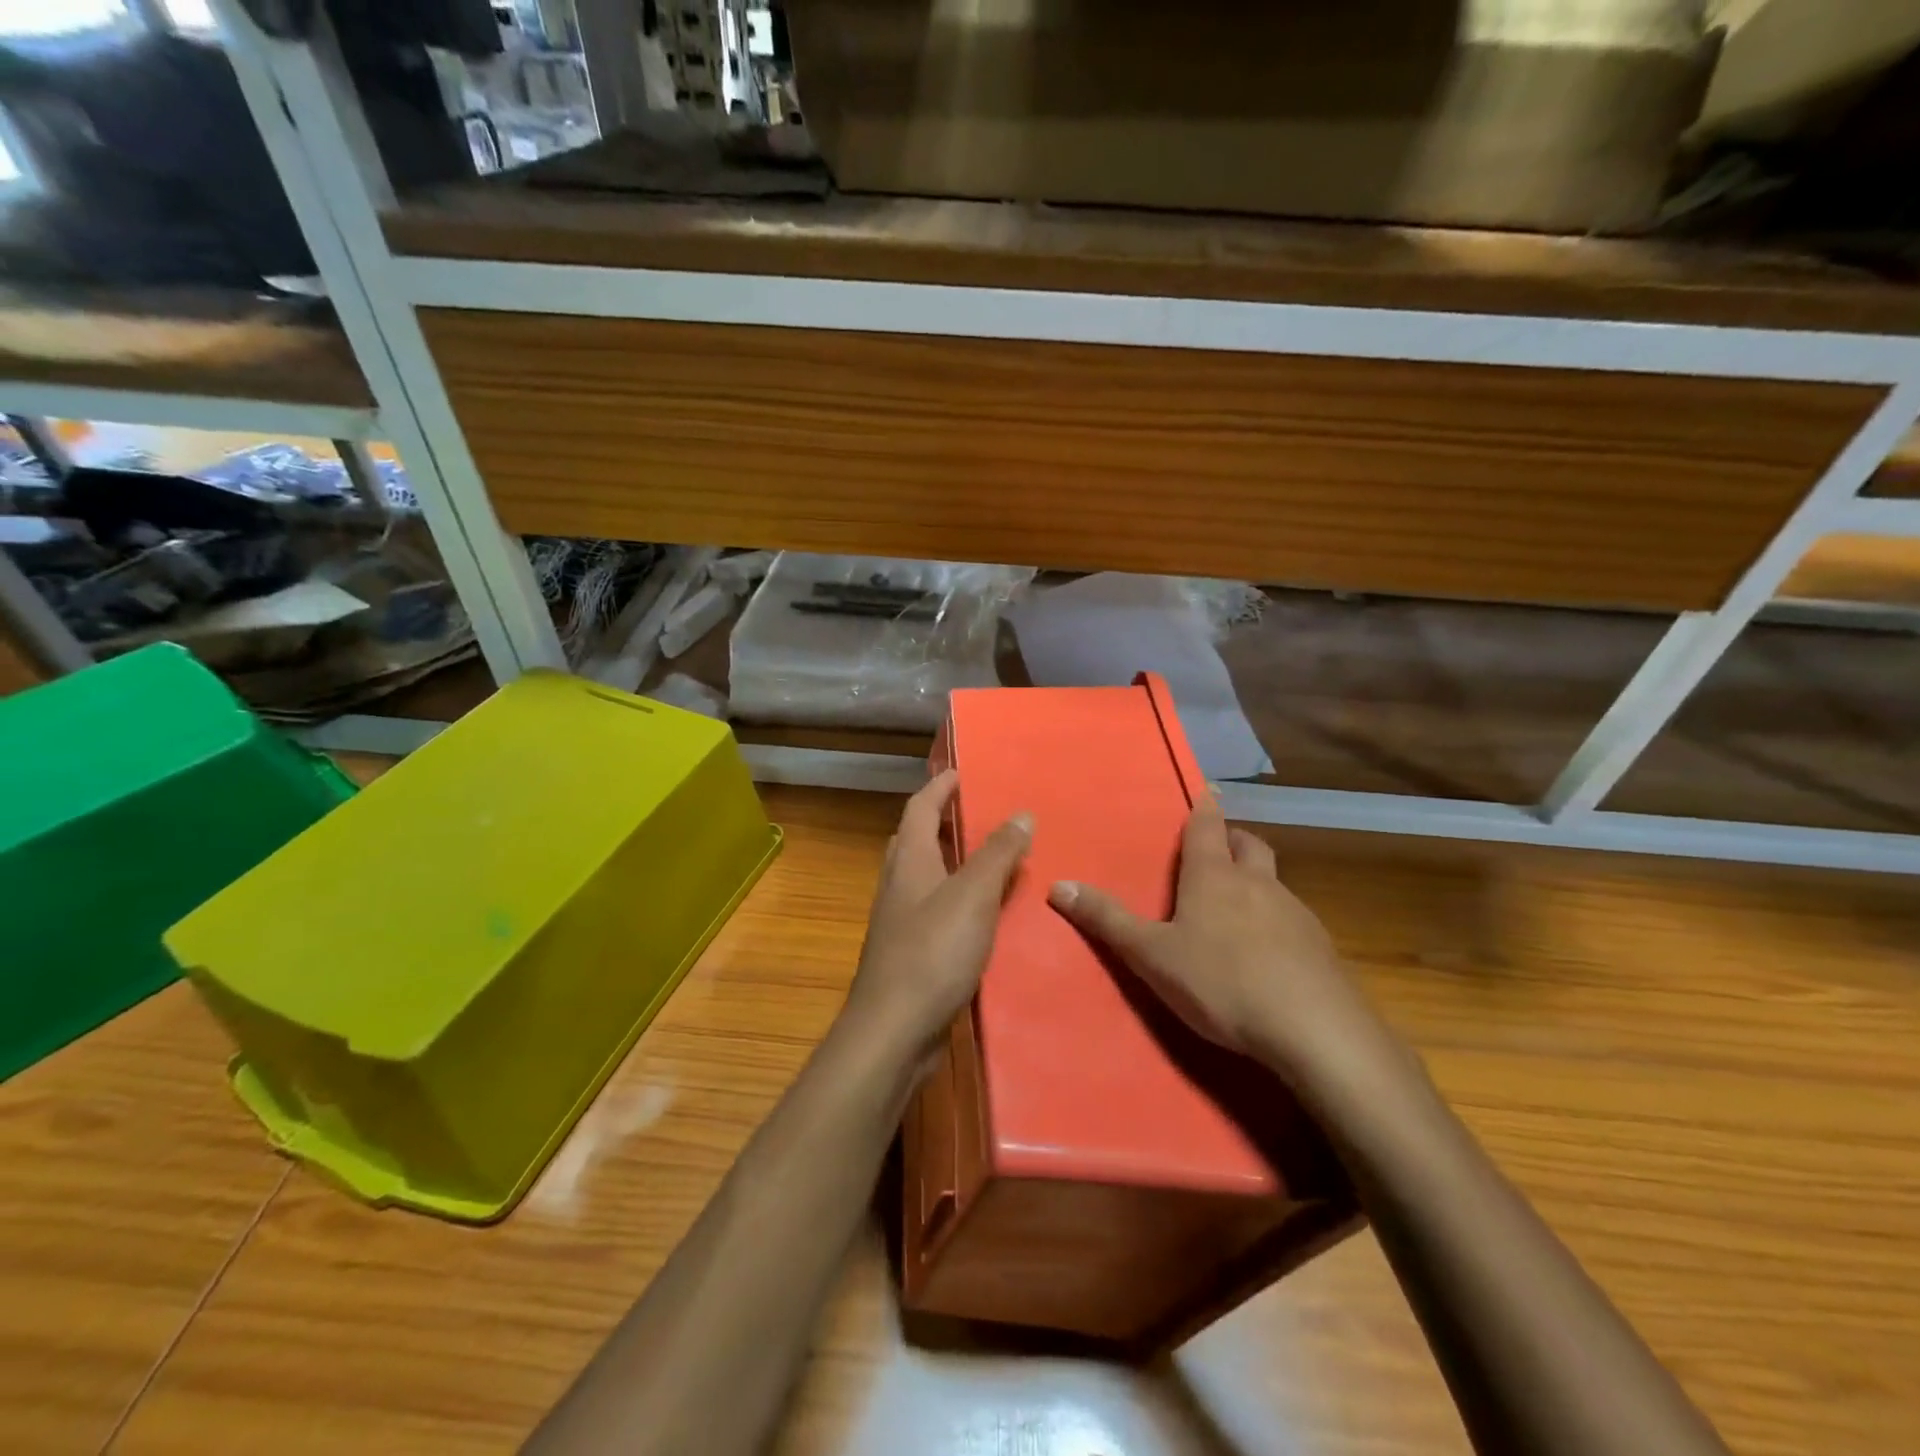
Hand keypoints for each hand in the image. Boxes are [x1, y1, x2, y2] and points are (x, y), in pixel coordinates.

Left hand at [841, 771, 1031, 1067]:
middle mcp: (898, 884)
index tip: (962, 771)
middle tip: (977, 812)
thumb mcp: (973, 896)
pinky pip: (933, 908)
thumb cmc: (932, 953)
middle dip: (940, 819)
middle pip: (915, 837)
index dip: (940, 786)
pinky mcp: (909, 952)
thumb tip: (1020, 813)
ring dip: (950, 859)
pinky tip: (981, 913)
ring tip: (987, 857)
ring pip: (923, 875)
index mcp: (909, 860)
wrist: (893, 1030)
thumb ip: (997, 854)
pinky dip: (955, 897)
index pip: (920, 807)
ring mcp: (899, 920)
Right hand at [1047, 798, 1409, 1104]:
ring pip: (1274, 882)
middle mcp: (1257, 884)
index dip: (1204, 808)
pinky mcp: (1320, 948)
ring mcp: (1295, 913)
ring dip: (1255, 881)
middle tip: (1218, 847)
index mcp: (1214, 877)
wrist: (1314, 1029)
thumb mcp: (1152, 955)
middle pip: (1249, 844)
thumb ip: (1107, 921)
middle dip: (1233, 839)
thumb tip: (1058, 885)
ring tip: (1236, 905)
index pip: (1207, 827)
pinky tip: (1266, 952)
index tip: (1206, 789)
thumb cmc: (1221, 982)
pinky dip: (1276, 921)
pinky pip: (1292, 919)